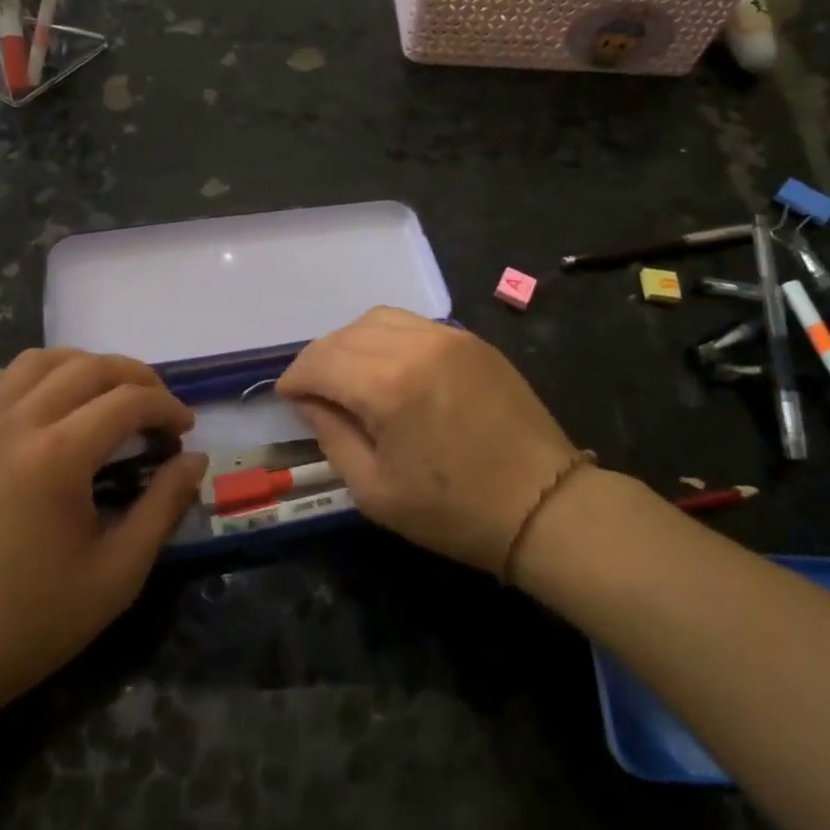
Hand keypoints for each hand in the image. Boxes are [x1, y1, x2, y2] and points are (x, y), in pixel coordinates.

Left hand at [0, 350, 206, 722]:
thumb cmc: (30, 622)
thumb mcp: (117, 574)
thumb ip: (163, 507)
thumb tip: (195, 459)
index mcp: (58, 455)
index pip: (128, 401)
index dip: (167, 406)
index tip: (186, 430)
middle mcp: (17, 424)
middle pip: (87, 368)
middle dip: (135, 377)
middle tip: (159, 407)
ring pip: (36, 361)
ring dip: (81, 365)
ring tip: (106, 394)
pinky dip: (18, 378)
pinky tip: (38, 400)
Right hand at [276, 307, 581, 573]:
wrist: (543, 504)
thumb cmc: (454, 510)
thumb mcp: (376, 490)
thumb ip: (332, 436)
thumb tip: (308, 402)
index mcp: (388, 385)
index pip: (321, 361)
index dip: (295, 378)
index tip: (287, 398)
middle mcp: (416, 345)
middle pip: (346, 334)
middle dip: (319, 360)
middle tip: (313, 391)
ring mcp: (449, 336)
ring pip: (378, 319)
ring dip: (351, 342)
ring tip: (348, 375)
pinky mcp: (472, 340)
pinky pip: (413, 324)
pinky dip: (387, 337)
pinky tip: (388, 366)